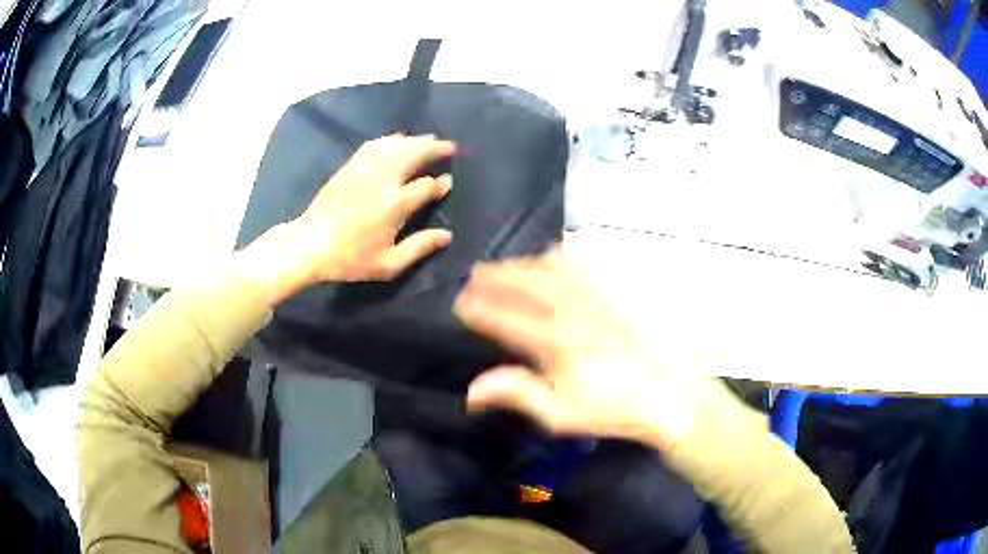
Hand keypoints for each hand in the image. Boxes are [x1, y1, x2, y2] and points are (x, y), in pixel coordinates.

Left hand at [255, 135, 455, 302]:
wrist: (310, 244)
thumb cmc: (350, 258)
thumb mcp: (388, 264)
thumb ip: (419, 247)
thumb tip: (446, 236)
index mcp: (394, 204)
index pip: (426, 186)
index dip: (441, 184)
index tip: (448, 182)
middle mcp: (382, 180)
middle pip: (413, 154)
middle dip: (434, 148)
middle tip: (450, 146)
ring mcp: (364, 169)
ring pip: (395, 145)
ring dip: (414, 140)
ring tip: (428, 138)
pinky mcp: (349, 166)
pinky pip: (374, 145)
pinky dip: (389, 140)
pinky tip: (396, 140)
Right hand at [453, 252, 700, 449]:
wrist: (668, 396)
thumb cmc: (612, 409)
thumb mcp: (561, 413)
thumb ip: (517, 394)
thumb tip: (472, 389)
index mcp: (556, 342)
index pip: (504, 318)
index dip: (477, 308)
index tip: (459, 303)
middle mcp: (573, 310)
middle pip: (525, 282)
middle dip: (495, 275)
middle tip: (475, 274)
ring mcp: (598, 297)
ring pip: (552, 267)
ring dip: (524, 263)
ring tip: (507, 265)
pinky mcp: (619, 292)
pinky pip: (586, 263)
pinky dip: (563, 255)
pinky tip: (555, 254)